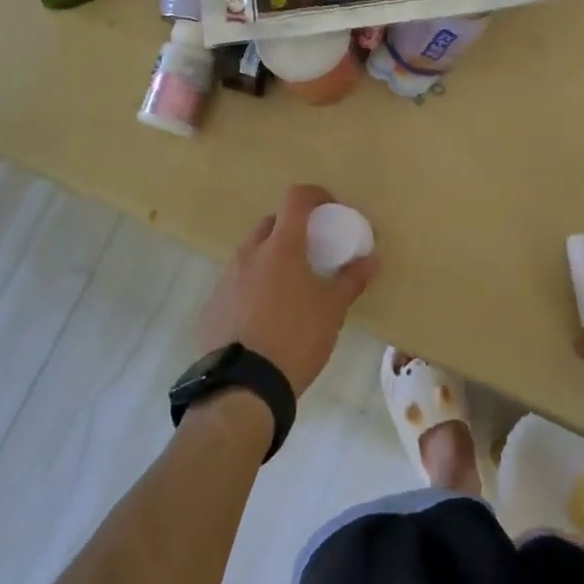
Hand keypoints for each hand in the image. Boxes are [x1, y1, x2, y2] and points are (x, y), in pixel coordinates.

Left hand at [195, 184, 377, 396]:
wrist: (243, 389)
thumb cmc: (296, 339)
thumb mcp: (332, 310)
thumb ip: (352, 279)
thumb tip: (373, 259)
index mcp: (281, 247)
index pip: (296, 198)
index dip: (315, 195)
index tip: (330, 209)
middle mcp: (249, 254)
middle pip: (271, 224)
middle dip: (292, 228)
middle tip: (311, 251)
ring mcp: (225, 280)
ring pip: (250, 254)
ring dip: (270, 259)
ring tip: (287, 288)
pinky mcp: (210, 307)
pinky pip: (235, 285)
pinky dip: (251, 288)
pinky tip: (263, 317)